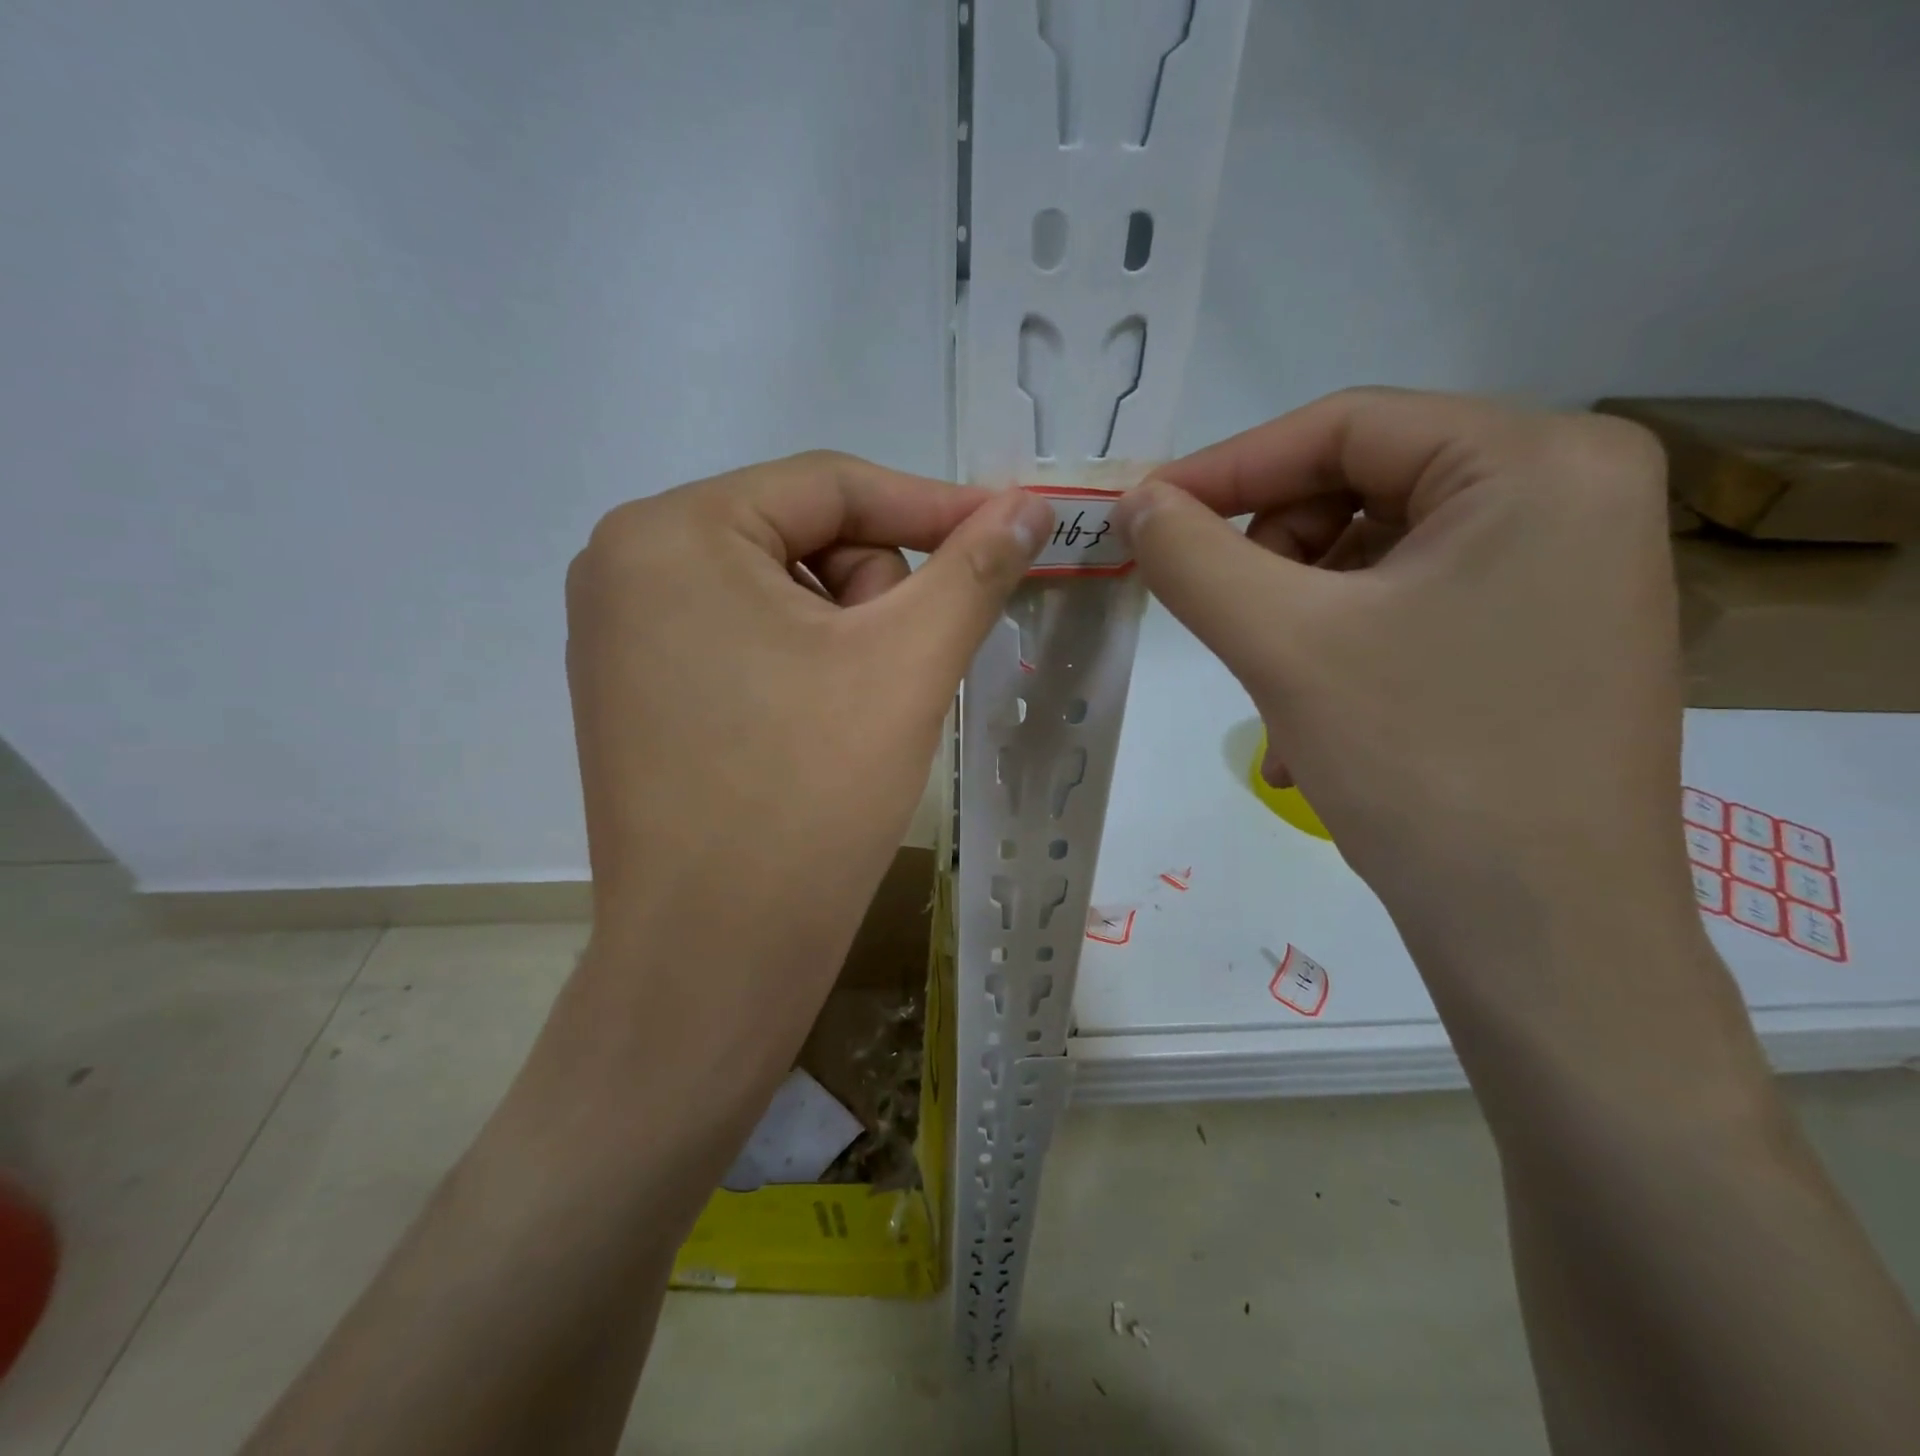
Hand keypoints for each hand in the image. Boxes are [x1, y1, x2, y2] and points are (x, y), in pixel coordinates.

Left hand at [564, 452, 1049, 1074]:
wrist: (715, 956)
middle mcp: (624, 565)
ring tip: (860, 715)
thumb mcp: (907, 664)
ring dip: (844, 636)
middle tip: (903, 673)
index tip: (1009, 533)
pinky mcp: (632, 693)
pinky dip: (803, 667)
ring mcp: (618, 634)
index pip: (829, 485)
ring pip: (777, 593)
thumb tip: (1030, 504)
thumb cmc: (809, 795)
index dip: (932, 507)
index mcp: (671, 532)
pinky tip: (819, 730)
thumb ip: (974, 567)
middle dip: (874, 594)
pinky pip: (742, 642)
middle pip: (800, 538)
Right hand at [1116, 389, 1686, 938]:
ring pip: (1377, 558)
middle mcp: (1573, 494)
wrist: (1545, 936)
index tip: (1143, 515)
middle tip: (1228, 625)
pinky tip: (1311, 728)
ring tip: (1271, 701)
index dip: (1227, 468)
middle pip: (1365, 488)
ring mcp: (1568, 571)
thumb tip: (1135, 503)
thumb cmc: (1422, 765)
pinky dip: (1343, 652)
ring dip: (1297, 620)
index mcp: (1538, 461)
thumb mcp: (1283, 644)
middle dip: (1272, 559)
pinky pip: (1413, 608)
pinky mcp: (1548, 634)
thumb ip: (1193, 556)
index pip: (1345, 426)